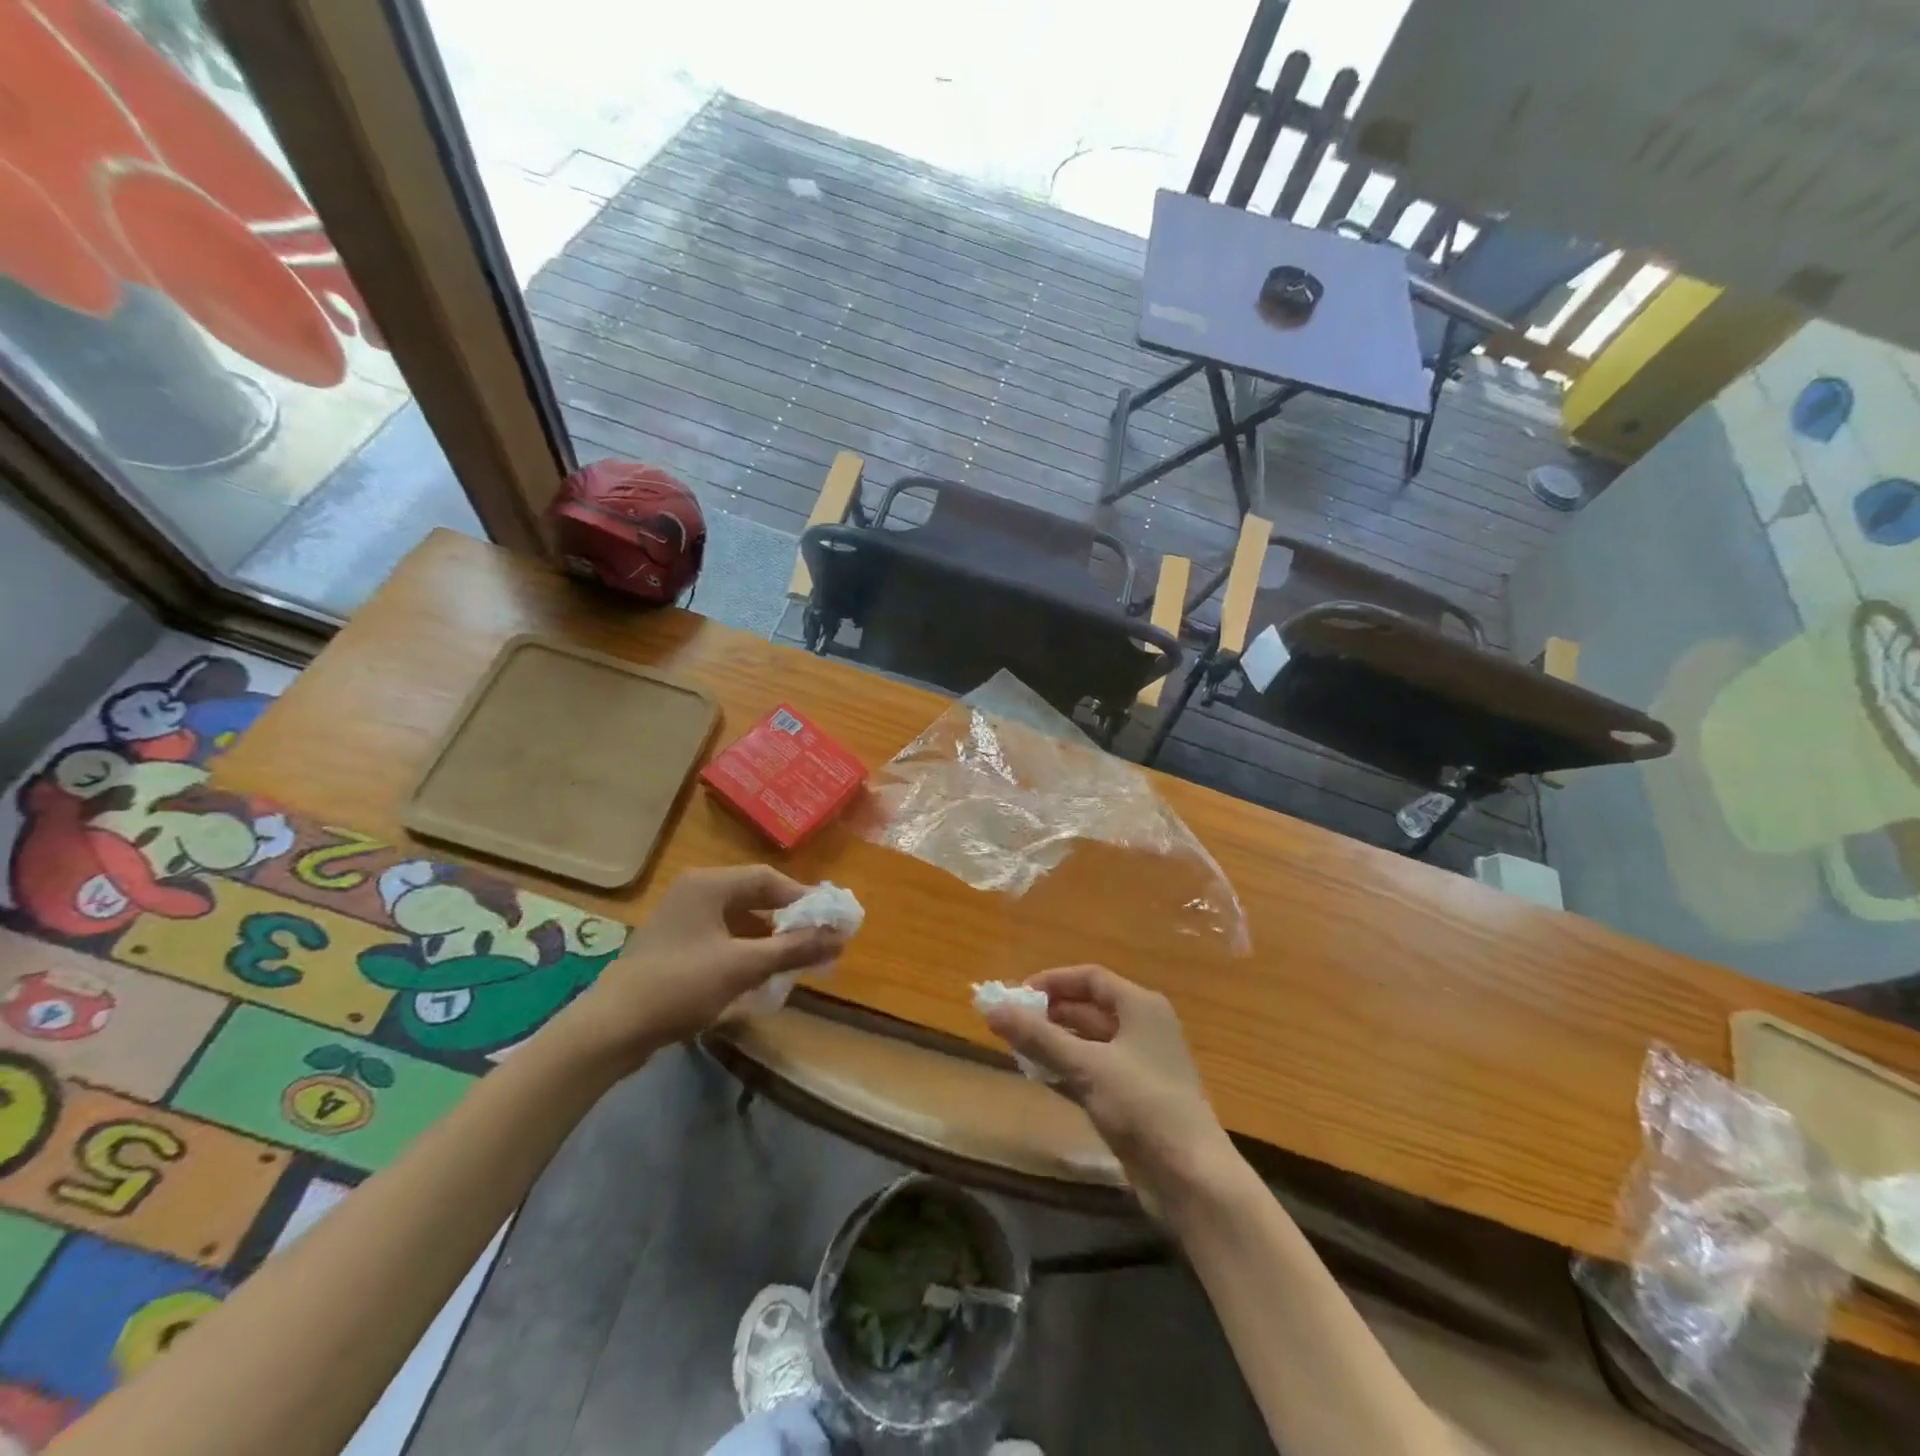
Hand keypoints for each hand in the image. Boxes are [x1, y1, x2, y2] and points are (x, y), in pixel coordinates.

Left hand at [567, 866, 844, 1061]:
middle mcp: (696, 892)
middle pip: (755, 897)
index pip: (769, 879)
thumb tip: (841, 938)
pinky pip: (723, 937)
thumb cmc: (680, 986)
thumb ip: (794, 949)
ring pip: (740, 919)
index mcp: (709, 885)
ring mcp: (683, 919)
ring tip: (798, 959)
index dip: (804, 899)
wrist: (610, 1029)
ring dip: (770, 938)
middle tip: (819, 940)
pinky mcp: (677, 945)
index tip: (831, 920)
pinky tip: (763, 974)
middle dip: (789, 920)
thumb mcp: (743, 966)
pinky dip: (748, 951)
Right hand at [980, 965, 1234, 1215]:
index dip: (1052, 981)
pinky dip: (1066, 1068)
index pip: (1090, 978)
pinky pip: (1092, 1070)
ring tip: (1015, 1047)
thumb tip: (992, 1010)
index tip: (1015, 994)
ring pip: (1088, 1041)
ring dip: (1054, 1042)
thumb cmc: (1143, 1106)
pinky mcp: (1133, 1097)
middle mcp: (1142, 1027)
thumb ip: (1039, 1037)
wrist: (1191, 1178)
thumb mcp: (1087, 1066)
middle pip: (1088, 1008)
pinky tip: (1038, 1076)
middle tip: (1008, 1022)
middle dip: (1048, 1013)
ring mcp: (1139, 1064)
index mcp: (1140, 1006)